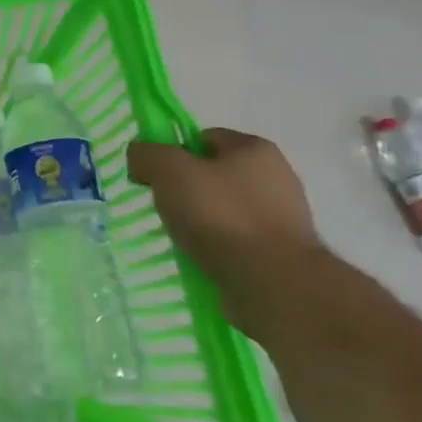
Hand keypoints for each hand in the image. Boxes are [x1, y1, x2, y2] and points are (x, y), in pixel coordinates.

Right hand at [127, 128, 328, 340]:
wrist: (273, 283)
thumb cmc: (221, 215)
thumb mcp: (170, 171)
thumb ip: (147, 154)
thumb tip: (139, 156)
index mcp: (255, 149)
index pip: (204, 138)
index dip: (174, 153)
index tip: (155, 177)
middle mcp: (276, 177)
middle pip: (214, 175)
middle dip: (186, 190)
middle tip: (165, 209)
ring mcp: (283, 218)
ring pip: (224, 210)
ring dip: (201, 222)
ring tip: (181, 239)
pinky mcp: (282, 254)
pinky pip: (236, 241)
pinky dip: (217, 247)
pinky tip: (201, 259)